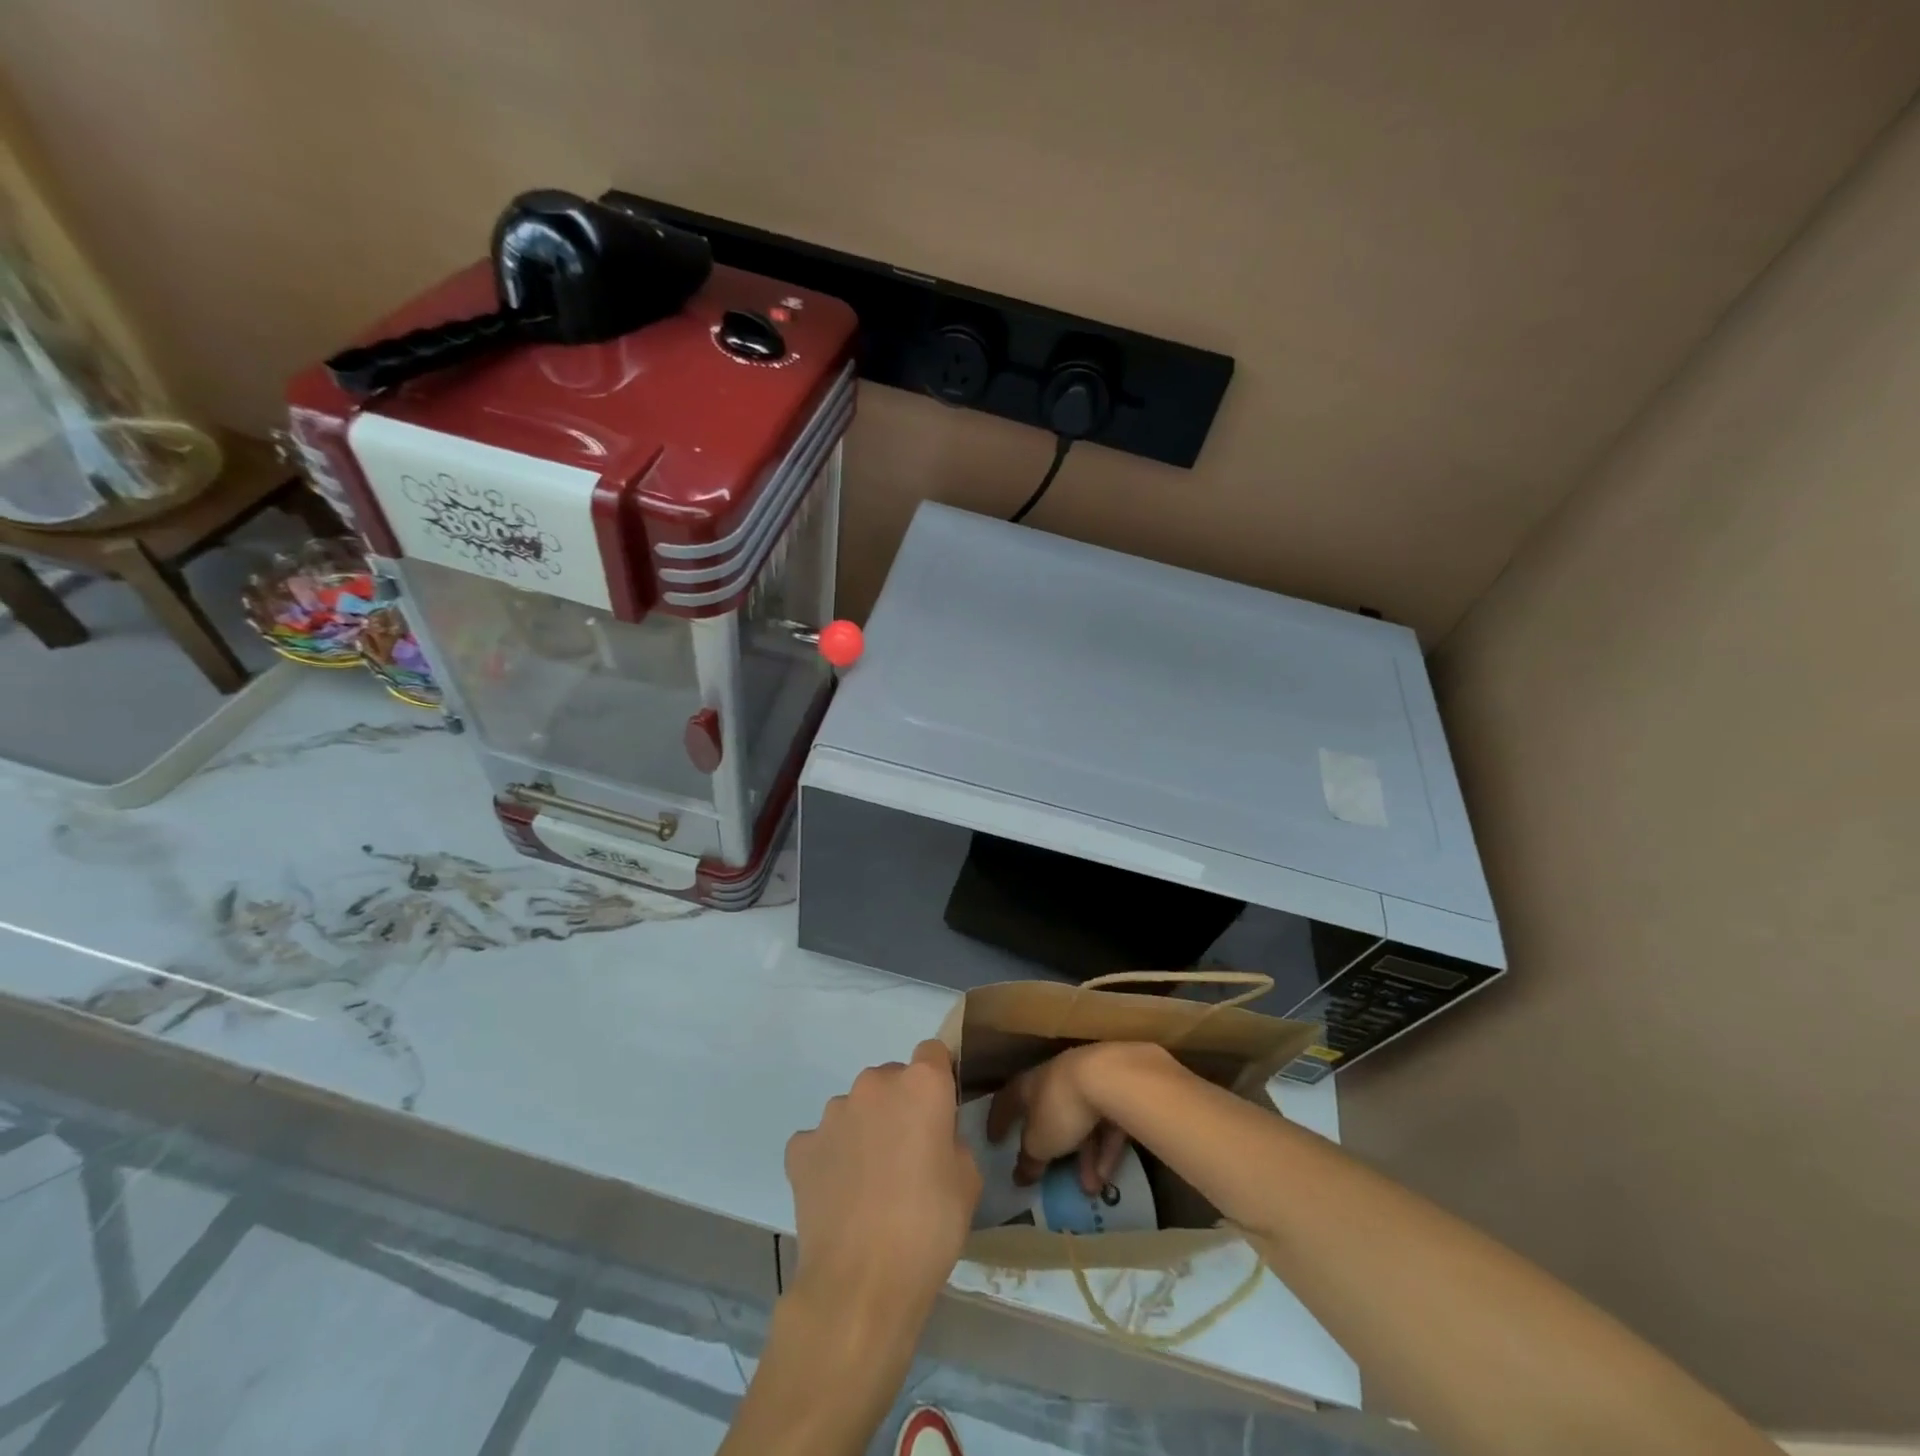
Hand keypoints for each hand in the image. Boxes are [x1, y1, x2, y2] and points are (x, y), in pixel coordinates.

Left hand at [784, 1040, 981, 1331]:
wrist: (860, 1285)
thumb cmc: (929, 1228)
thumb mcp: (968, 1180)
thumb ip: (952, 1139)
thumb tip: (932, 1136)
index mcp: (921, 1084)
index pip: (933, 1052)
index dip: (939, 1079)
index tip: (941, 1112)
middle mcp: (873, 1084)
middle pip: (891, 1079)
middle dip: (900, 1106)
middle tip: (907, 1156)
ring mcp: (832, 1113)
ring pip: (855, 1108)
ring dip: (864, 1129)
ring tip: (869, 1183)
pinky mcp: (801, 1146)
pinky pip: (822, 1140)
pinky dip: (831, 1157)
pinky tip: (839, 1195)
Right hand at [986, 1042, 1163, 1193]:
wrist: (1110, 1079)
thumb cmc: (1061, 1107)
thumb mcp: (1039, 1143)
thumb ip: (1029, 1159)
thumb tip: (1020, 1175)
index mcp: (1029, 1084)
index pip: (1007, 1100)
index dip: (999, 1120)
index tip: (993, 1140)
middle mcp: (1055, 1079)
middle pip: (1049, 1115)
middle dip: (1051, 1149)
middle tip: (1048, 1174)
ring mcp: (1087, 1083)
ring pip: (1081, 1124)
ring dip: (1083, 1158)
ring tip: (1088, 1190)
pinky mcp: (1115, 1092)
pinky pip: (1105, 1125)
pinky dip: (1104, 1150)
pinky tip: (1106, 1178)